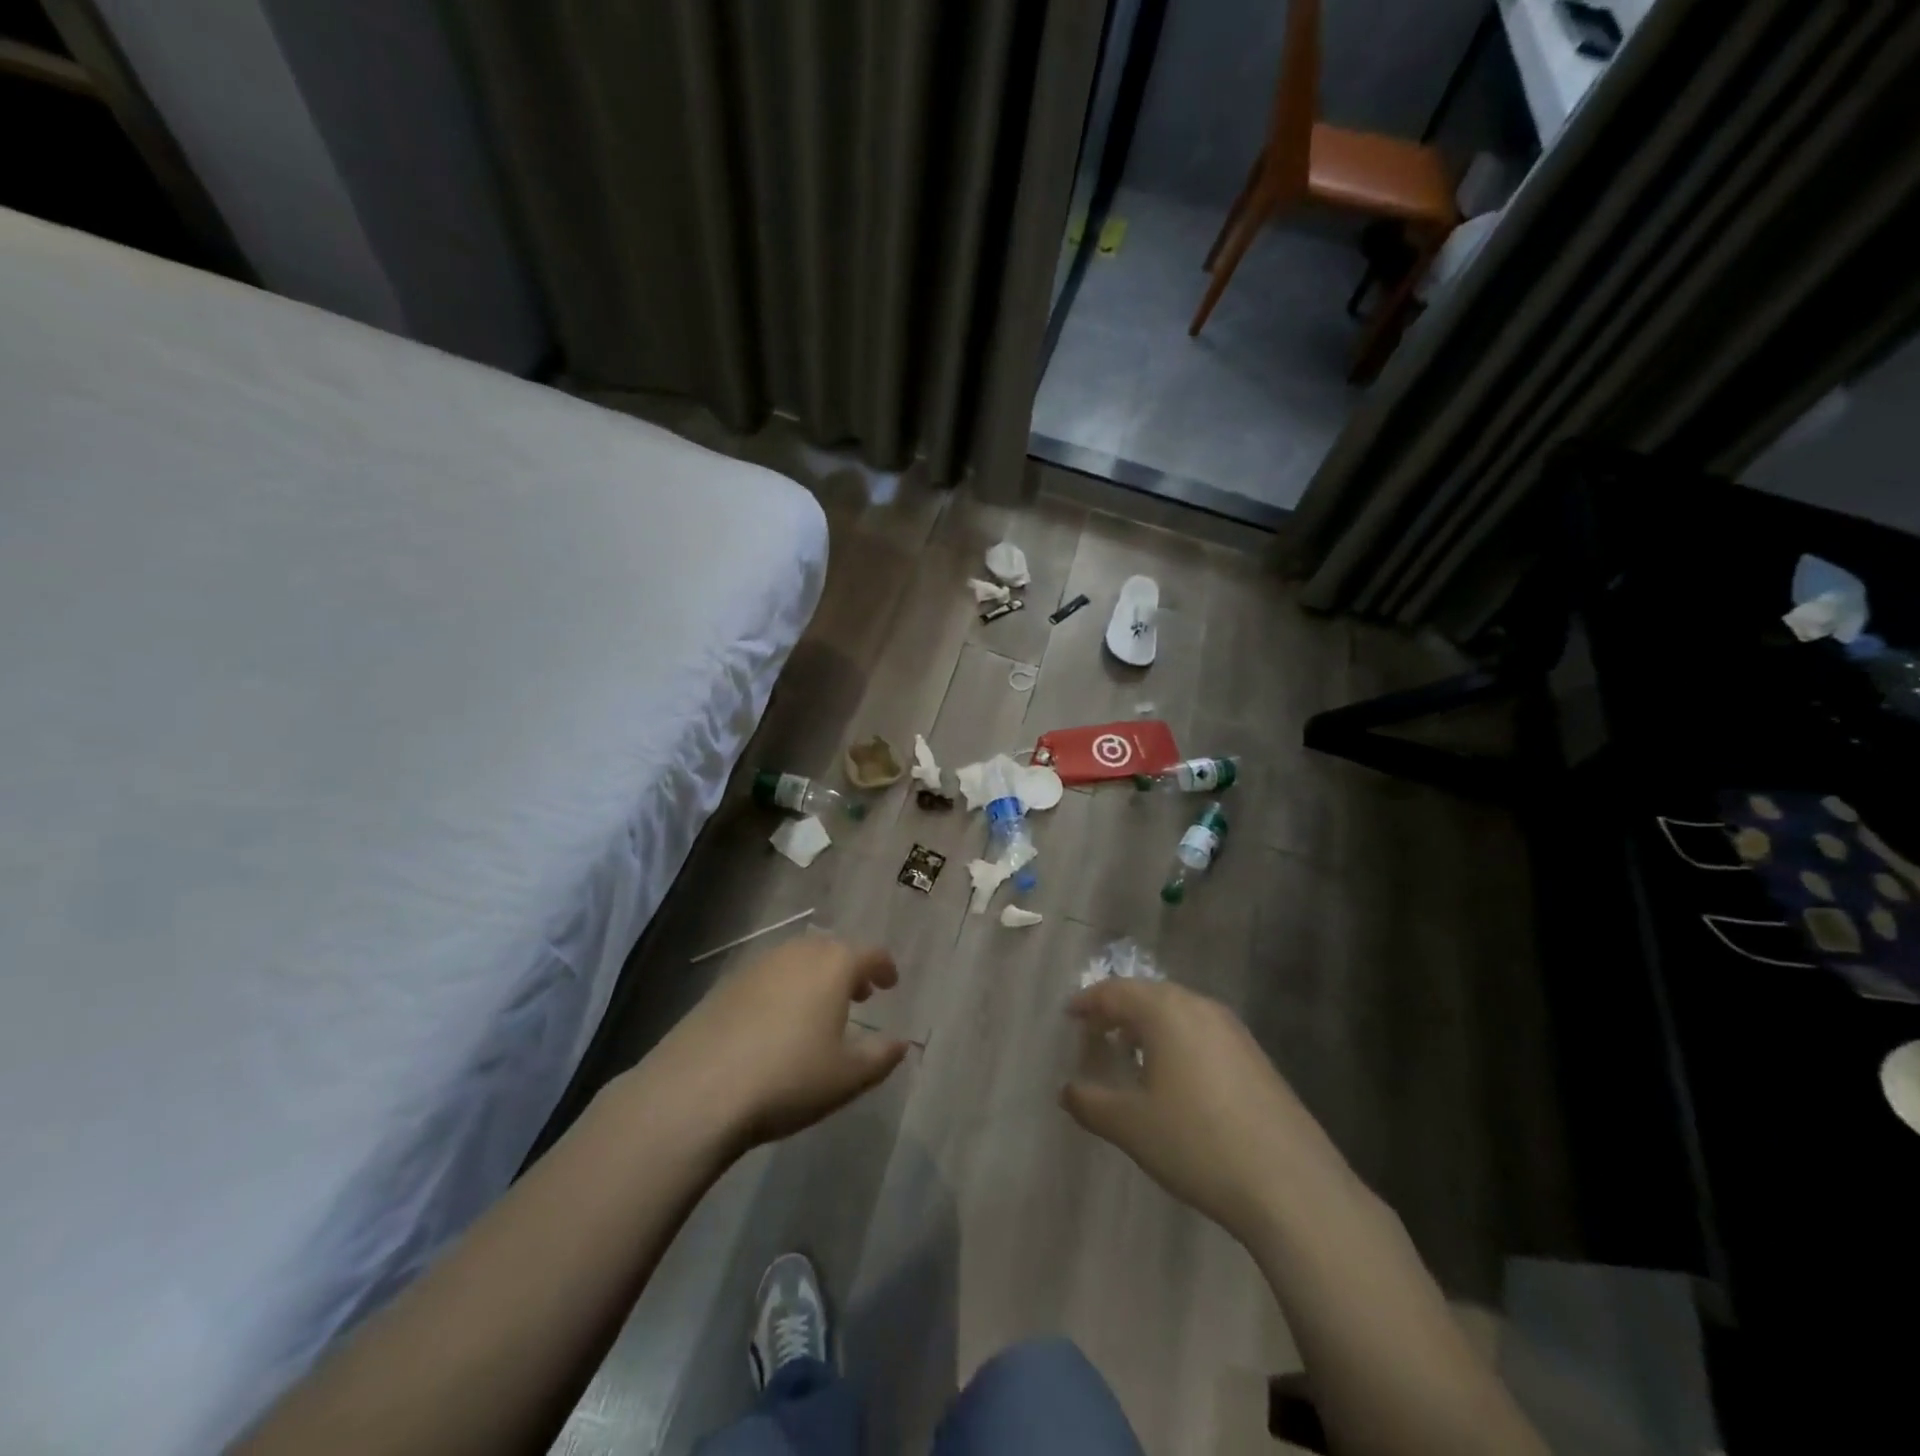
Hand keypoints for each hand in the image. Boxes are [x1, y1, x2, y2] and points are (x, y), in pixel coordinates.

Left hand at [649, 933, 908, 1148]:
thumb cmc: (788, 1078)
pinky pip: (767, 976)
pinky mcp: (724, 985)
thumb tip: (901, 1042)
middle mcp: (797, 953)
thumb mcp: (847, 1077)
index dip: (884, 967)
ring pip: (797, 960)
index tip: (890, 983)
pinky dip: (783, 989)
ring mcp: (757, 965)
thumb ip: (881, 1055)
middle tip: (859, 995)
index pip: (869, 953)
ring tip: (819, 1010)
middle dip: (849, 968)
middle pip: (831, 950)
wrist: (696, 1091)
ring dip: (815, 977)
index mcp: (833, 964)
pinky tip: (777, 1023)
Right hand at [1061, 978, 1350, 1245]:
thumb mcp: (1130, 1126)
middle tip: (1096, 1034)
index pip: (1114, 992)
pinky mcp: (1255, 1056)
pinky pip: (1202, 1031)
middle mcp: (1199, 1006)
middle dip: (1118, 1010)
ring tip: (1131, 1055)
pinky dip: (1178, 1040)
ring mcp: (1233, 1029)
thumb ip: (1089, 1102)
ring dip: (1149, 1025)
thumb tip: (1067, 1090)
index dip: (1088, 1003)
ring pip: (1178, 1012)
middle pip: (1148, 995)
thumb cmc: (1197, 1143)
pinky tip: (1176, 1078)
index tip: (1070, 1016)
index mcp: (1165, 1011)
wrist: (1291, 1185)